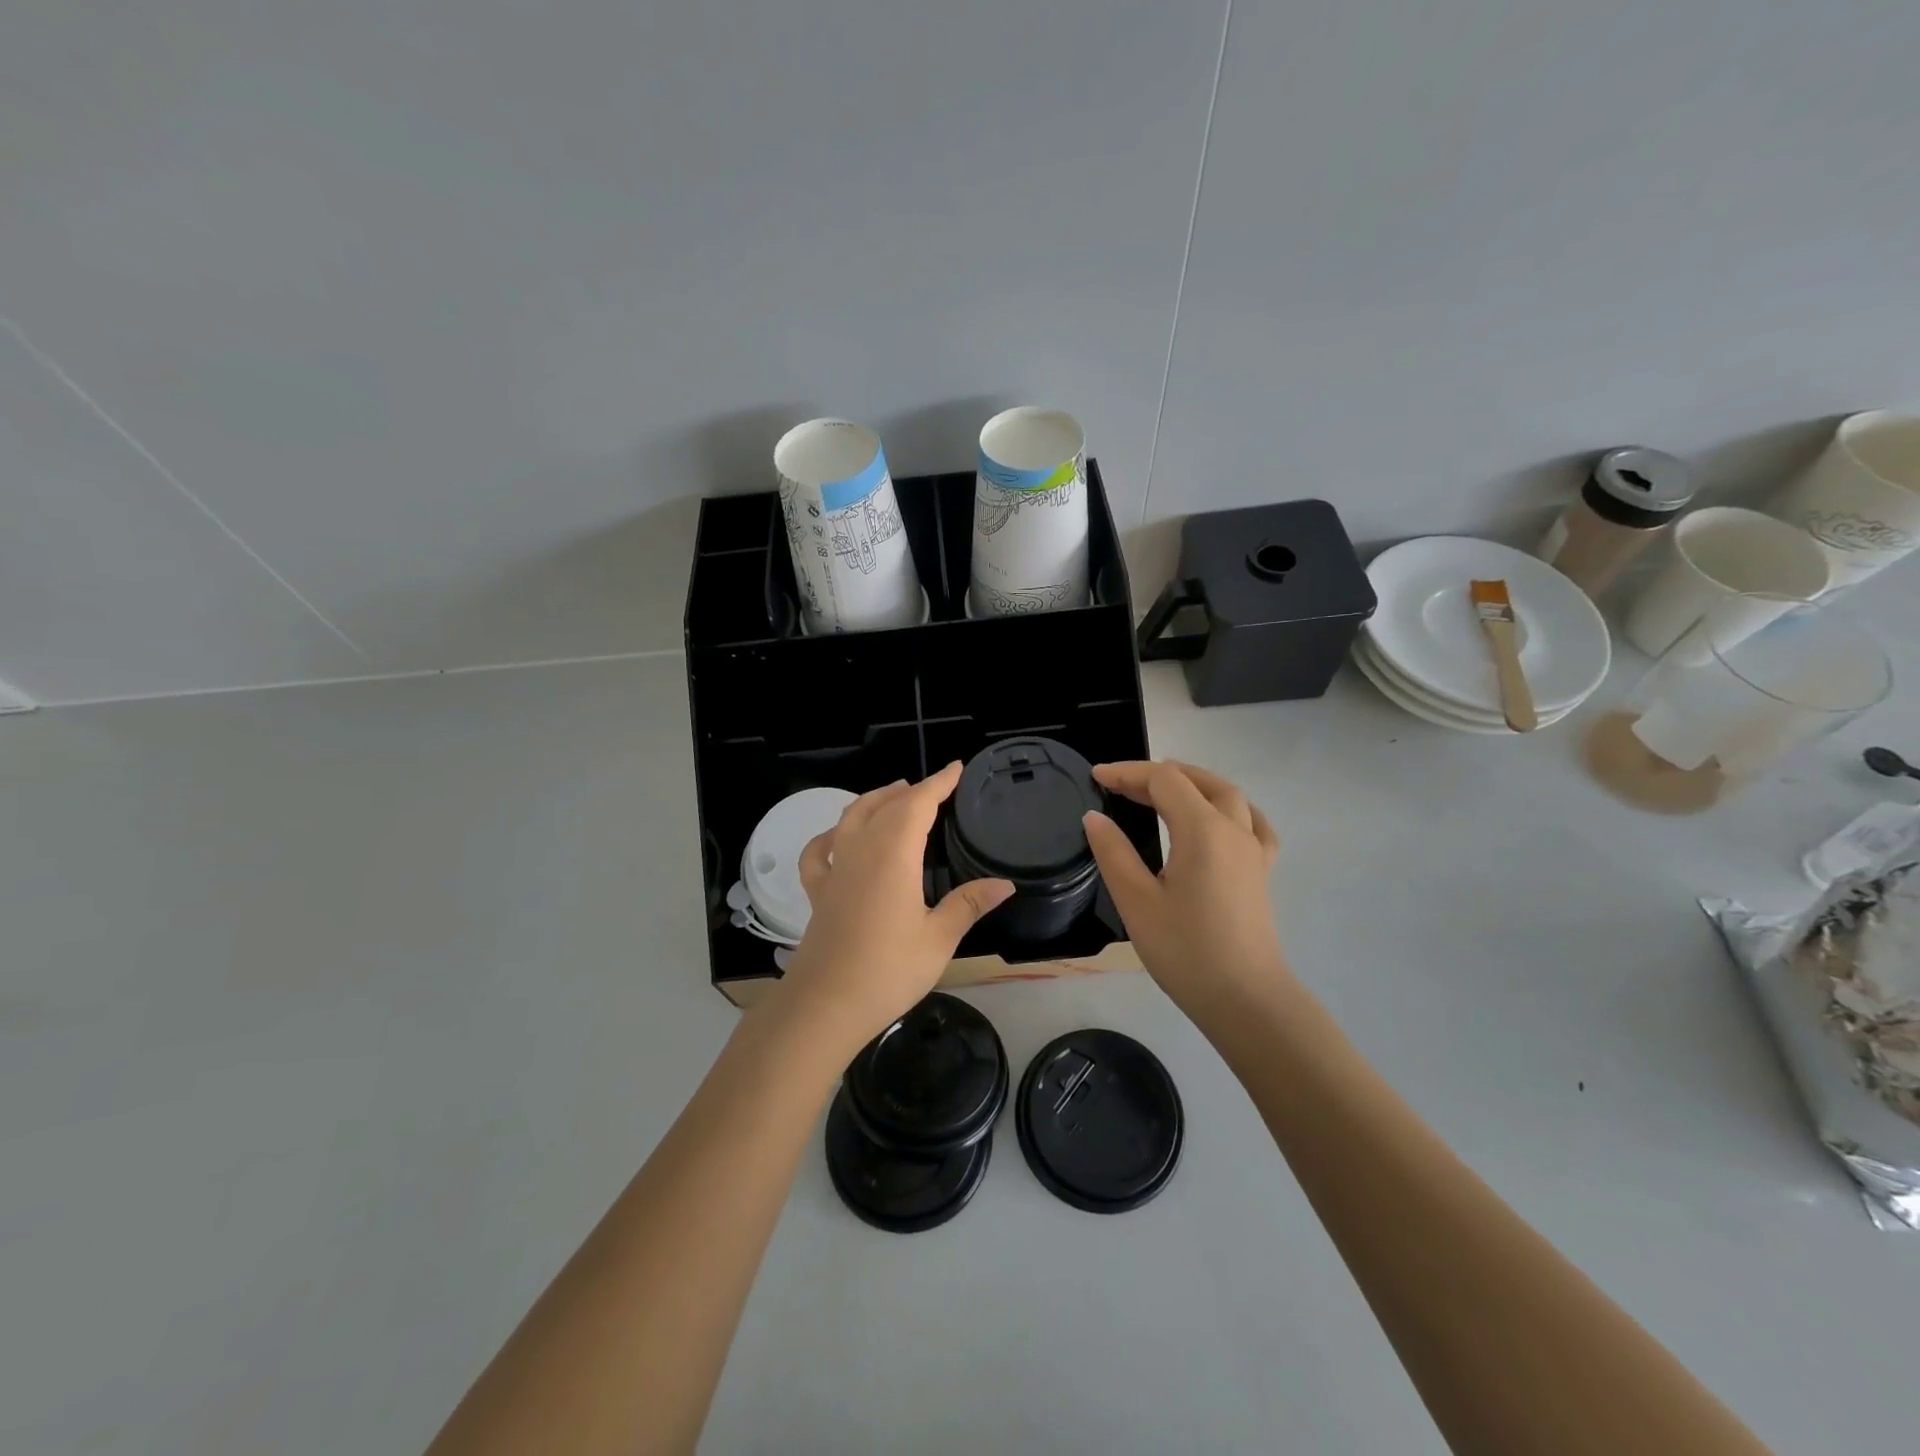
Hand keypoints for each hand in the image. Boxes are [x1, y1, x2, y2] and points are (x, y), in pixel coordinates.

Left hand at [776, 763, 1013, 1047]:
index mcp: (894, 855)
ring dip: (873, 801)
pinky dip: (830, 836)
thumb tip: (1005, 883)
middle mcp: (861, 851)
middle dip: (910, 791)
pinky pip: (819, 852)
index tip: (956, 769)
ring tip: (892, 797)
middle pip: (884, 805)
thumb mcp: (939, 938)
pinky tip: (837, 838)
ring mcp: (835, 870)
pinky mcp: (817, 892)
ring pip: (851, 818)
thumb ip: (968, 904)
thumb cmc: (888, 970)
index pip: (918, 804)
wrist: (825, 1004)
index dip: (938, 783)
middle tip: (932, 787)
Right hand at [1082, 760, 1288, 1020]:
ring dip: (1194, 784)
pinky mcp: (1262, 872)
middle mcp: (1233, 829)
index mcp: (1202, 830)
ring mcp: (1253, 850)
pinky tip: (1221, 819)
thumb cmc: (1185, 951)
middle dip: (1158, 775)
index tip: (1096, 776)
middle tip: (1122, 785)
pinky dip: (1232, 809)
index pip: (1164, 780)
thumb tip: (1094, 817)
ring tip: (1163, 791)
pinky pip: (1253, 824)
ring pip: (1229, 796)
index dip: (1128, 772)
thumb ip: (1114, 852)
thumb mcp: (1137, 901)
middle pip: (1198, 781)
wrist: (1245, 1000)